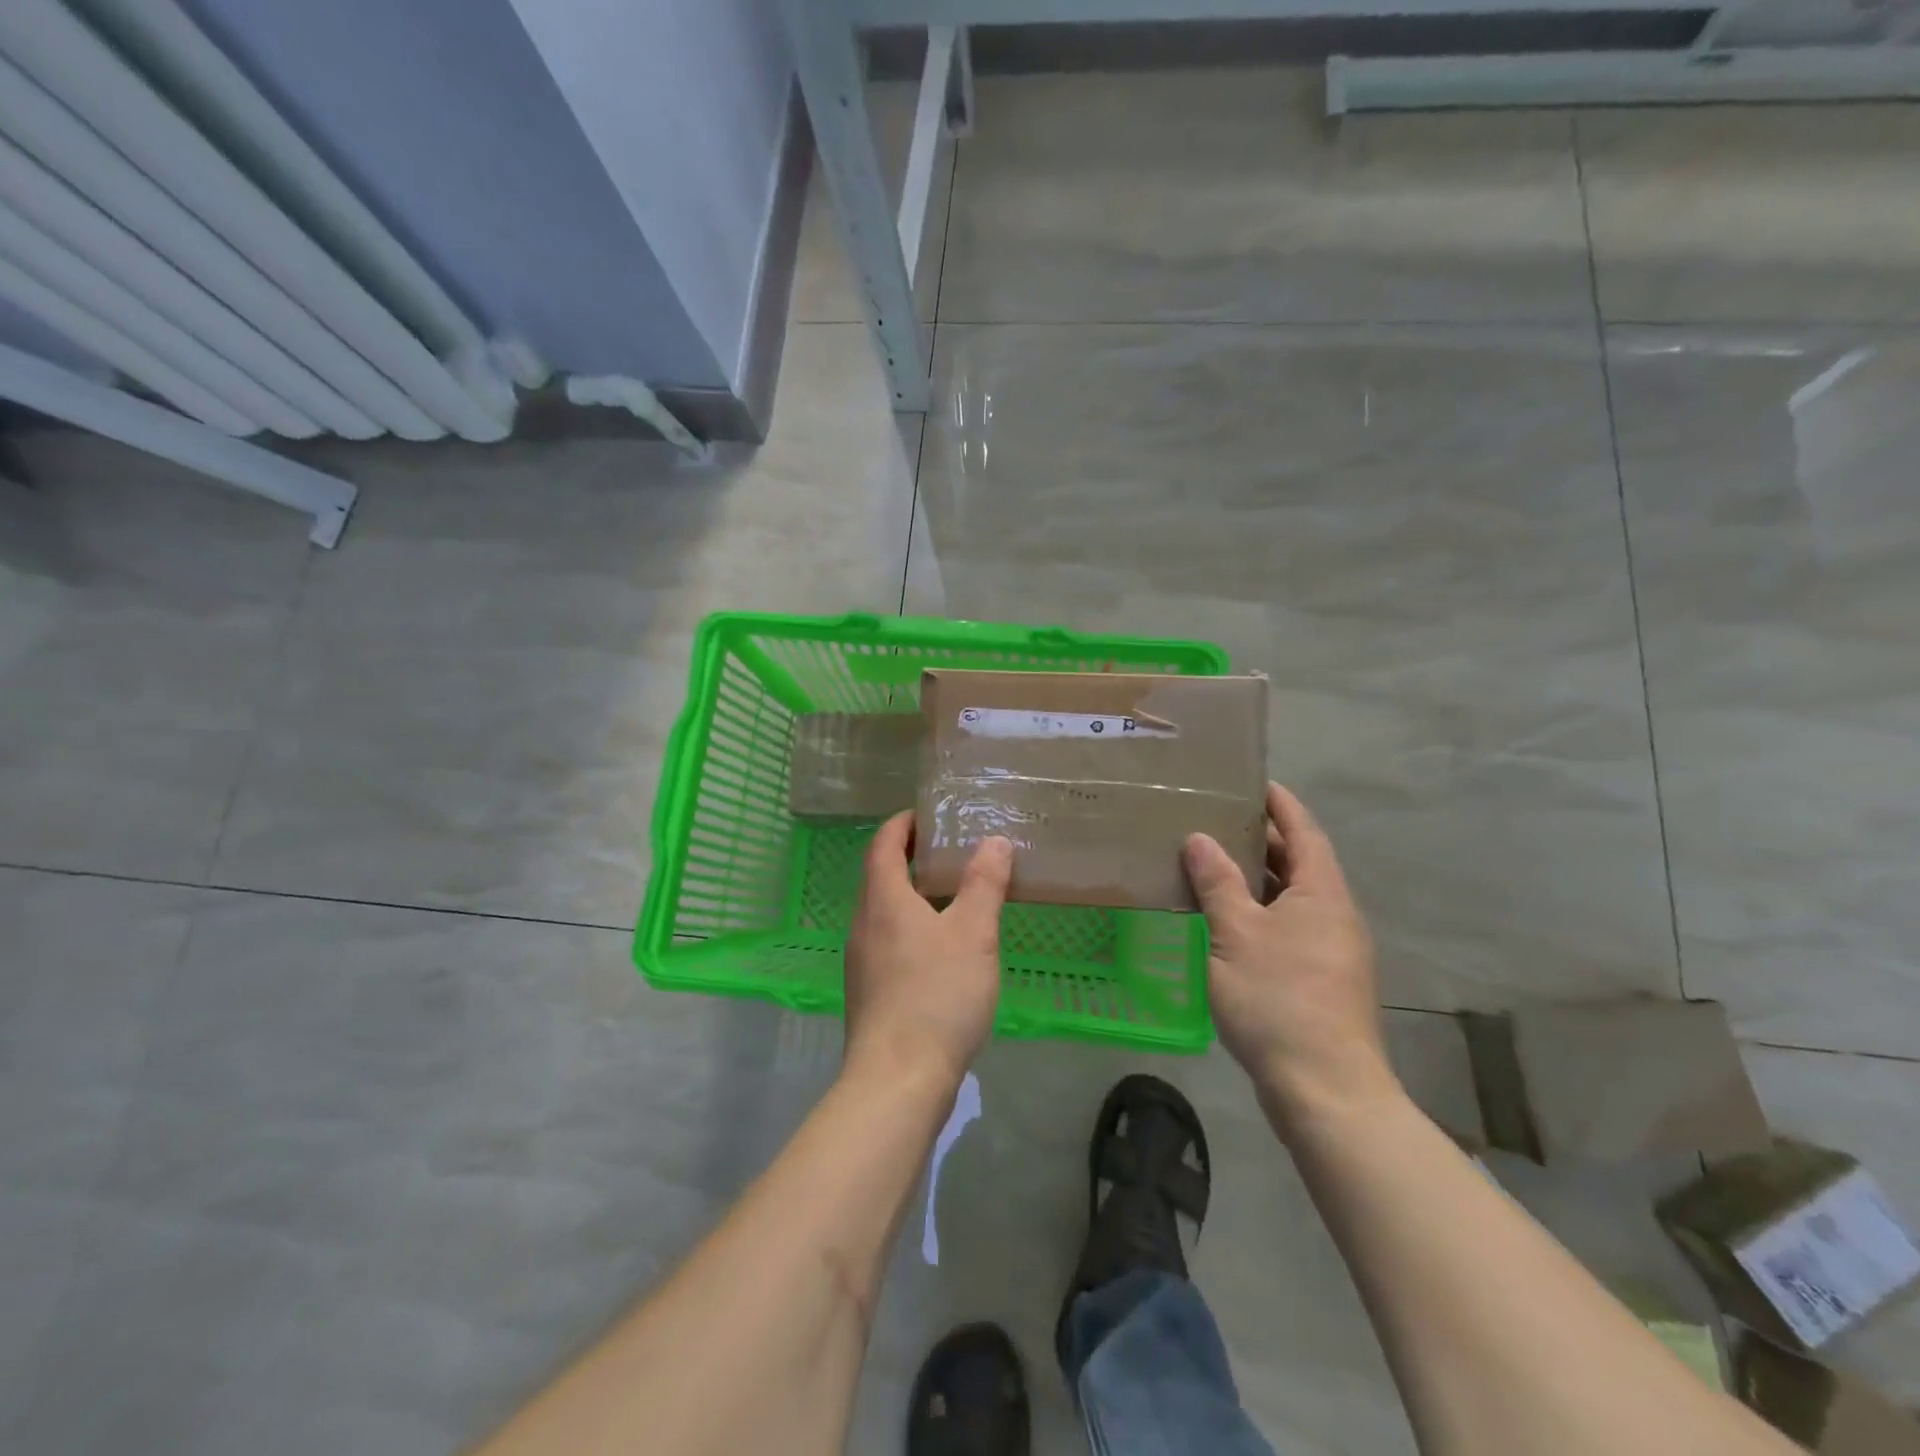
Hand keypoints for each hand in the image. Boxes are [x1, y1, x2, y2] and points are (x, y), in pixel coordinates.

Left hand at [844, 812, 1013, 1090]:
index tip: (930, 815)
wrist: (897, 1080)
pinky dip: (911, 927)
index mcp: (883, 899)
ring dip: (913, 895)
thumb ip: (984, 884)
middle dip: (912, 857)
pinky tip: (942, 949)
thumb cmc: (937, 995)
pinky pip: (888, 940)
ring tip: (954, 897)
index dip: (903, 823)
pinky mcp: (868, 991)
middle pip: (880, 875)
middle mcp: (863, 923)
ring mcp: (861, 960)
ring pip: (884, 911)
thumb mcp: (973, 934)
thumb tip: (993, 841)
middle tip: (953, 852)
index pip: (883, 843)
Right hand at [1184, 783, 1399, 1131]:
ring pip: (1293, 900)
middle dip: (1264, 841)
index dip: (1281, 805)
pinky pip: (1288, 929)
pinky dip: (1259, 914)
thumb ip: (1217, 884)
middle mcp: (1335, 916)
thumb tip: (1200, 839)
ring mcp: (1332, 952)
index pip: (1305, 832)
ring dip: (1258, 880)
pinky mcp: (1321, 982)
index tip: (1255, 783)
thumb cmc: (1279, 999)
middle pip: (1301, 864)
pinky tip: (1226, 923)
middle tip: (1217, 821)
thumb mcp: (1237, 934)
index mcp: (1323, 894)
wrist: (1325, 1090)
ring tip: (1213, 865)